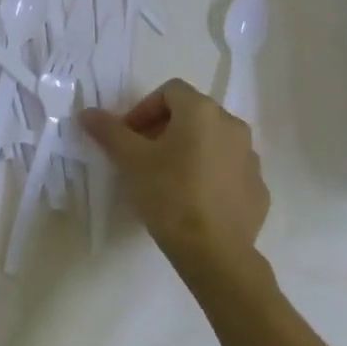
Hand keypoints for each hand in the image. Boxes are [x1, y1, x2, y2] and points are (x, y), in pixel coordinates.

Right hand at [81, 79, 269, 283]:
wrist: (215, 253)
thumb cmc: (169, 195)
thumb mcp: (131, 161)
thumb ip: (109, 131)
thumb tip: (87, 112)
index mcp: (202, 111)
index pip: (169, 91)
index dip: (144, 109)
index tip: (129, 137)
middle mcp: (232, 125)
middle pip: (192, 114)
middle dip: (164, 129)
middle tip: (143, 157)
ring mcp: (250, 158)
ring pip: (213, 142)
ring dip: (189, 151)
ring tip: (168, 180)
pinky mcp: (259, 188)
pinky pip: (229, 170)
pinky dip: (210, 175)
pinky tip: (194, 200)